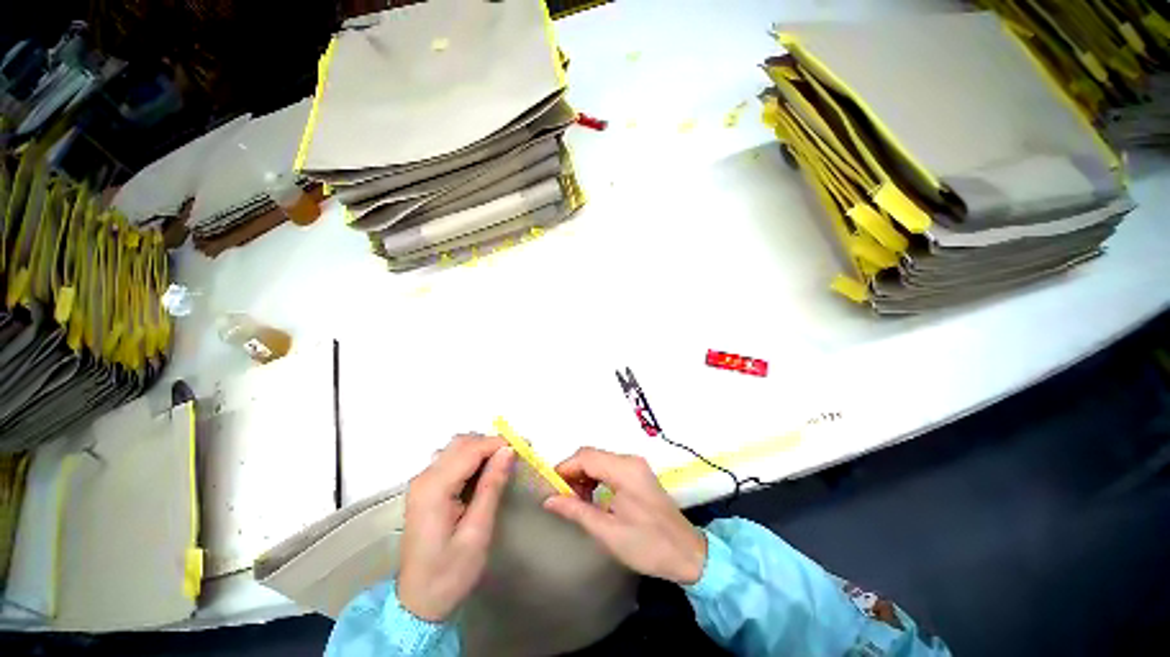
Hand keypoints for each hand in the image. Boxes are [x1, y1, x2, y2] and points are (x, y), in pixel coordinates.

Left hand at [398, 435, 515, 621]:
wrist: (418, 603)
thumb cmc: (450, 573)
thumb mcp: (477, 532)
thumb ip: (492, 486)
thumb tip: (508, 451)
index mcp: (434, 489)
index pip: (471, 449)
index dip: (499, 443)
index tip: (525, 447)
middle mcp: (424, 478)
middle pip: (461, 443)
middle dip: (492, 443)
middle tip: (517, 456)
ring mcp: (422, 482)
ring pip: (456, 448)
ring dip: (482, 449)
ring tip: (504, 463)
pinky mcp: (425, 489)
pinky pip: (451, 460)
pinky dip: (472, 459)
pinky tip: (485, 473)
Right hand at [543, 447, 706, 584]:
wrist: (687, 553)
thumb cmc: (648, 545)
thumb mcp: (607, 532)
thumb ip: (576, 511)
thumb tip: (549, 500)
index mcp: (624, 470)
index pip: (585, 456)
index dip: (564, 469)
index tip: (550, 489)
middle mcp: (630, 460)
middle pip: (592, 455)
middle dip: (573, 473)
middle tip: (562, 499)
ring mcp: (636, 465)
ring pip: (599, 460)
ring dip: (584, 476)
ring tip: (576, 502)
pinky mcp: (639, 474)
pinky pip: (610, 467)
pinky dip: (596, 478)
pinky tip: (592, 498)